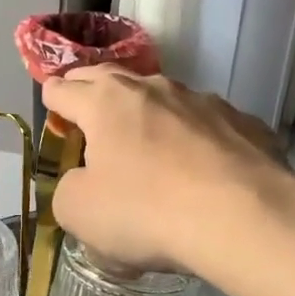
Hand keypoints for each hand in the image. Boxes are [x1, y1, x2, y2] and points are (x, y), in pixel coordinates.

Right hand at [41, 68, 294, 274]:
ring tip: (145, 135)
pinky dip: (193, 136)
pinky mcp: (243, 123)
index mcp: (105, 103)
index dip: (52, 100)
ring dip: (147, 111)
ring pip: (162, 96)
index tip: (51, 107)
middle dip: (91, 88)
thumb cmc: (146, 211)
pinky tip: (200, 165)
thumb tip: (83, 180)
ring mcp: (203, 101)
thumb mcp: (79, 212)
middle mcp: (153, 89)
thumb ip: (68, 189)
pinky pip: (206, 124)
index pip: (64, 90)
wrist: (243, 218)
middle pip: (110, 77)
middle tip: (84, 102)